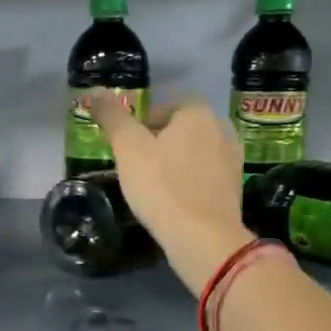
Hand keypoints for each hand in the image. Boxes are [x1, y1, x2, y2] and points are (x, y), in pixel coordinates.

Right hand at [89, 94, 253, 295]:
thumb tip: (95, 92)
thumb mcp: (128, 148)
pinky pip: (205, 176)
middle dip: (160, 143)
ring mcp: (233, 159)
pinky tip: (173, 201)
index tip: (127, 147)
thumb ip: (113, 117)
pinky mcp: (235, 188)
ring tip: (153, 186)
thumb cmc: (161, 186)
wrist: (202, 237)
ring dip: (175, 163)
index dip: (142, 124)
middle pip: (181, 129)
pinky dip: (189, 182)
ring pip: (194, 153)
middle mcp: (221, 129)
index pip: (165, 106)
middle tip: (136, 167)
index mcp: (197, 112)